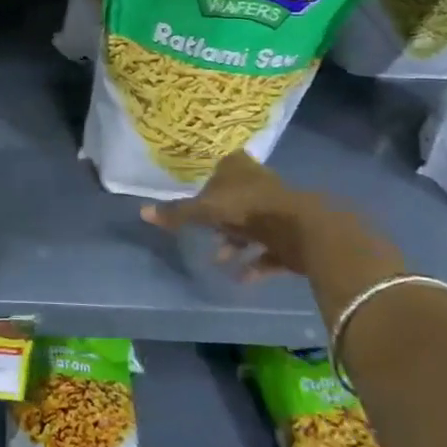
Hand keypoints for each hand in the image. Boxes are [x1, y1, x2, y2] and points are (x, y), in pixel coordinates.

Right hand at [141, 150, 396, 280]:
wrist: (304, 229)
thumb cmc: (249, 208)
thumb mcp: (206, 211)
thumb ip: (177, 213)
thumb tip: (142, 212)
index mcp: (239, 168)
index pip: (222, 167)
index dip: (210, 182)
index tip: (198, 198)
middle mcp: (259, 184)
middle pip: (235, 198)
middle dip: (220, 219)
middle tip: (204, 233)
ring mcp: (278, 210)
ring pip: (251, 226)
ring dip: (235, 244)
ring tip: (219, 260)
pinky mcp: (292, 237)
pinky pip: (268, 252)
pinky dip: (254, 265)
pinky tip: (240, 279)